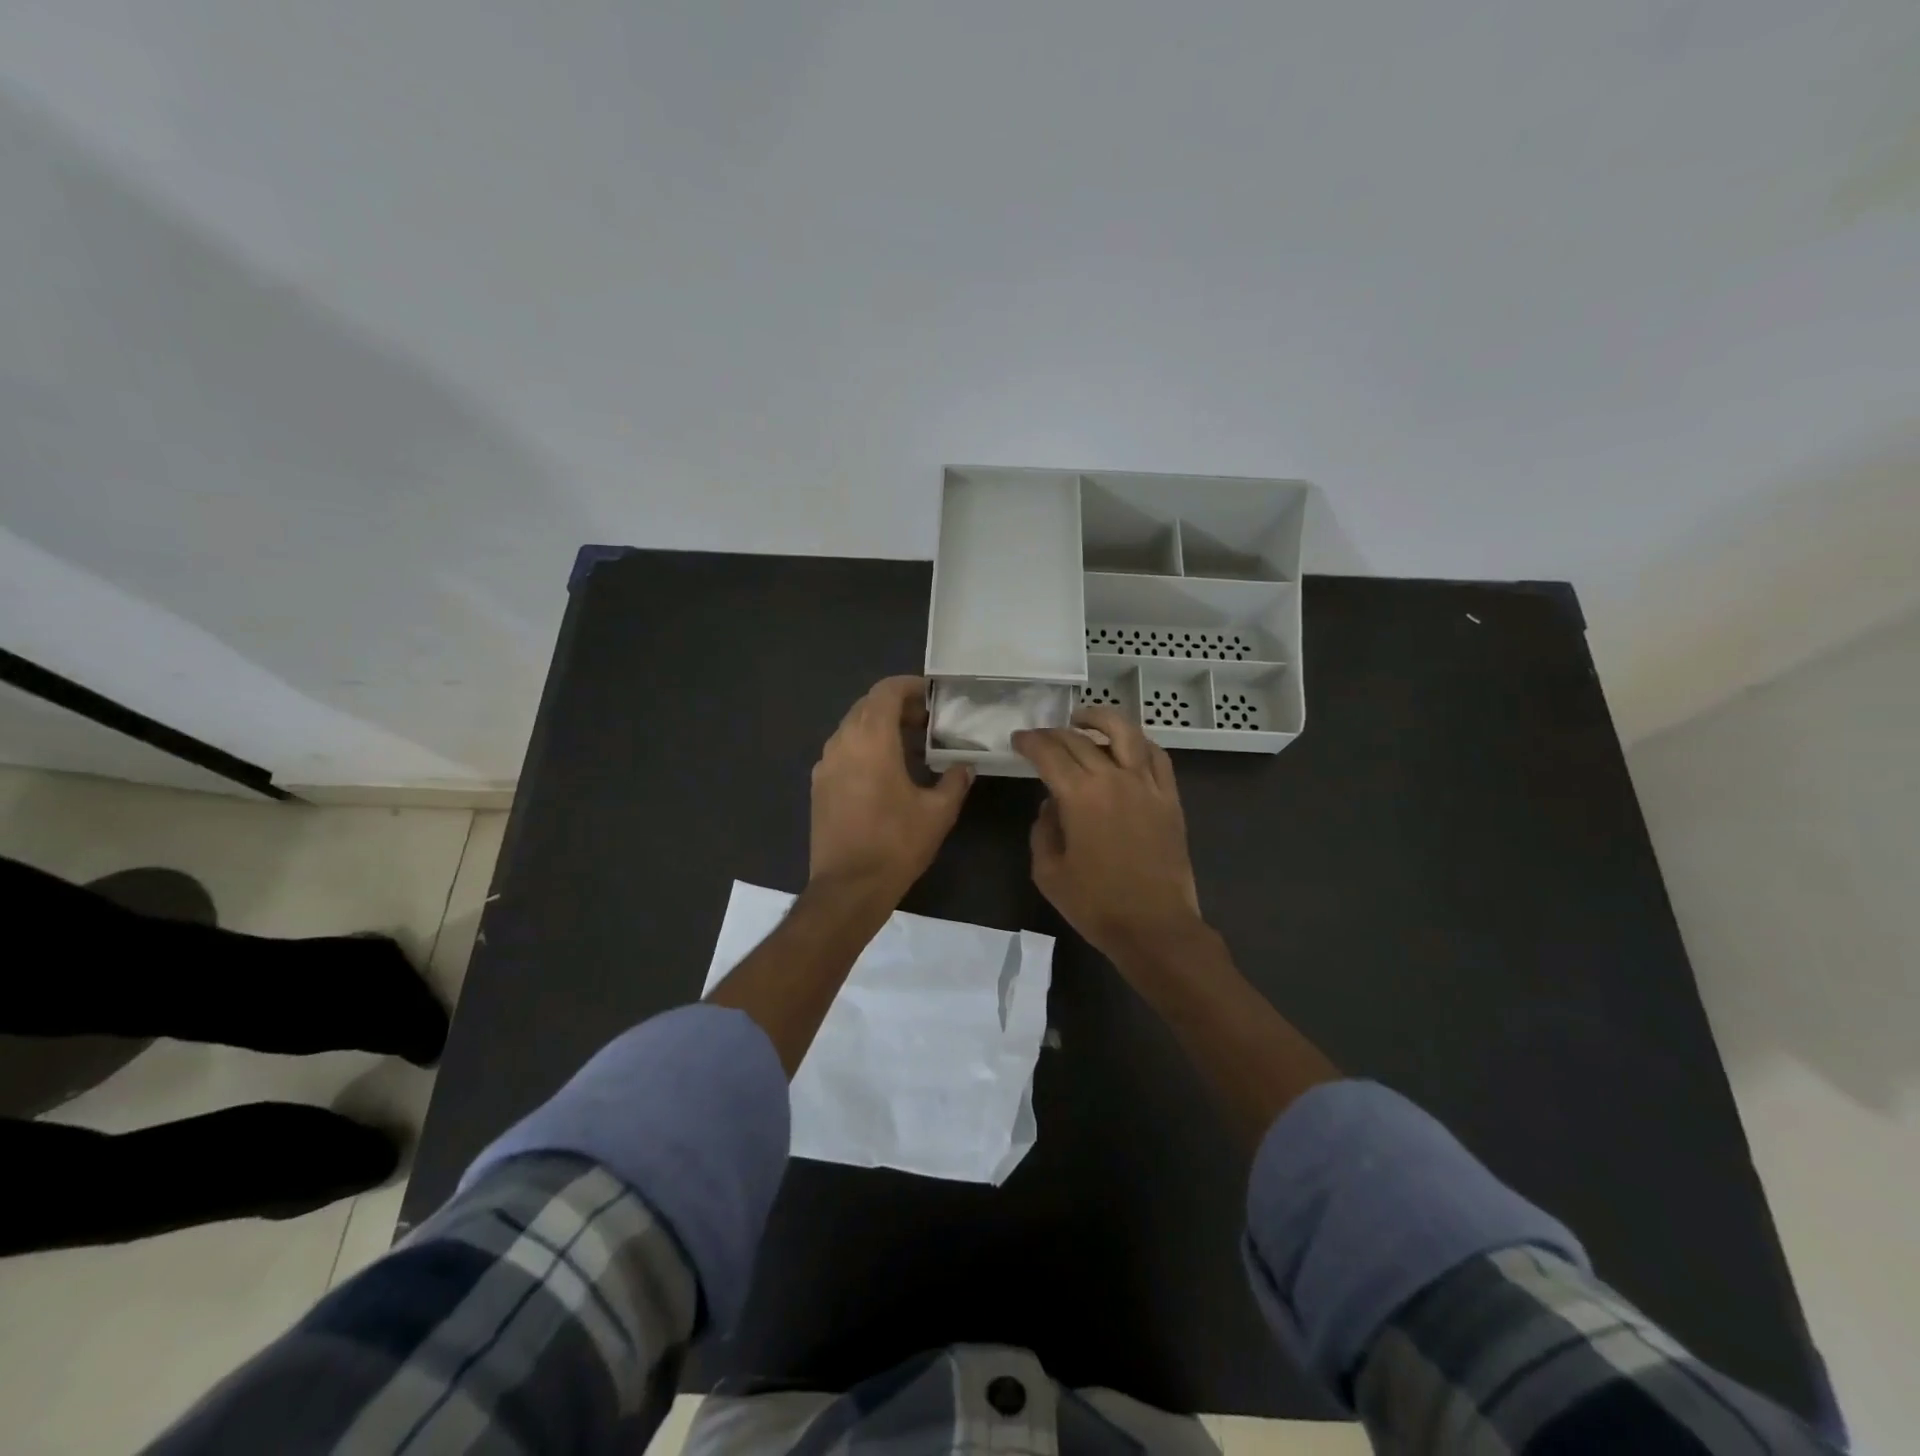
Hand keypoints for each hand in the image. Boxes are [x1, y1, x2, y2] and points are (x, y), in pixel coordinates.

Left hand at [809, 676, 972, 903]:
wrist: (848, 887)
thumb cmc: (896, 844)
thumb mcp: (938, 812)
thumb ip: (954, 781)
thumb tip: (964, 766)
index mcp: (872, 740)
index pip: (886, 692)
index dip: (909, 686)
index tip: (932, 696)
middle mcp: (843, 743)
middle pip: (867, 706)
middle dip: (897, 707)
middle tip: (927, 722)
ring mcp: (825, 764)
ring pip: (853, 728)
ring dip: (879, 727)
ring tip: (910, 747)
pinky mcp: (818, 785)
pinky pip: (843, 750)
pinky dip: (864, 747)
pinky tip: (885, 772)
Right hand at [1013, 707, 1205, 969]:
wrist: (1155, 927)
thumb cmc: (1096, 905)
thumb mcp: (1048, 871)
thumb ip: (1043, 829)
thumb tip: (1051, 804)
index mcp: (1079, 796)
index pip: (1048, 753)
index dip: (1029, 742)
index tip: (1019, 740)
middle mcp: (1113, 778)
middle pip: (1079, 739)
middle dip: (1054, 733)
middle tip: (1040, 738)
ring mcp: (1147, 784)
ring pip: (1125, 732)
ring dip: (1100, 718)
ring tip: (1084, 718)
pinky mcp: (1169, 797)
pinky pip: (1156, 755)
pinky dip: (1138, 742)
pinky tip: (1127, 745)